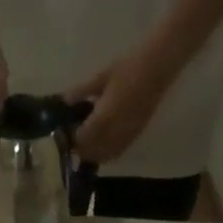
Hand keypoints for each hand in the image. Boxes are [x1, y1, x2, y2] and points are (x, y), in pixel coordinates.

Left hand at [66, 48, 175, 164]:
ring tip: (88, 141)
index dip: (72, 139)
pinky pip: (117, 152)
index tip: (65, 132)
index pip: (81, 139)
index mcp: (103, 118)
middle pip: (91, 152)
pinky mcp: (135, 136)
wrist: (157, 67)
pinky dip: (107, 153)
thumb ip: (82, 90)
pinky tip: (103, 143)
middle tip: (75, 138)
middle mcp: (113, 133)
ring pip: (104, 156)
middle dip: (81, 148)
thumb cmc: (128, 67)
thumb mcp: (101, 76)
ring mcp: (125, 136)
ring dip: (94, 153)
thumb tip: (65, 100)